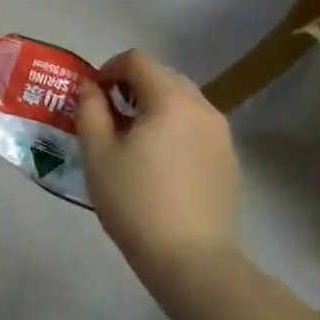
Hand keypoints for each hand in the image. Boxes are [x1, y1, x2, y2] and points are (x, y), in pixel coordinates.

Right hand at [76, 50, 237, 290]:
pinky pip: (195, 127)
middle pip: (162, 76)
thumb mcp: (98, 153)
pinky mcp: (229, 160)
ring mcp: (221, 135)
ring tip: (131, 141)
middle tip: (107, 117)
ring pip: (181, 102)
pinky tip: (158, 164)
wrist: (191, 260)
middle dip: (131, 87)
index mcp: (171, 100)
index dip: (108, 69)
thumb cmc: (135, 200)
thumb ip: (90, 110)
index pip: (137, 60)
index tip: (92, 97)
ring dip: (153, 107)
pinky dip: (173, 129)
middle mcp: (203, 108)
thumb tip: (90, 87)